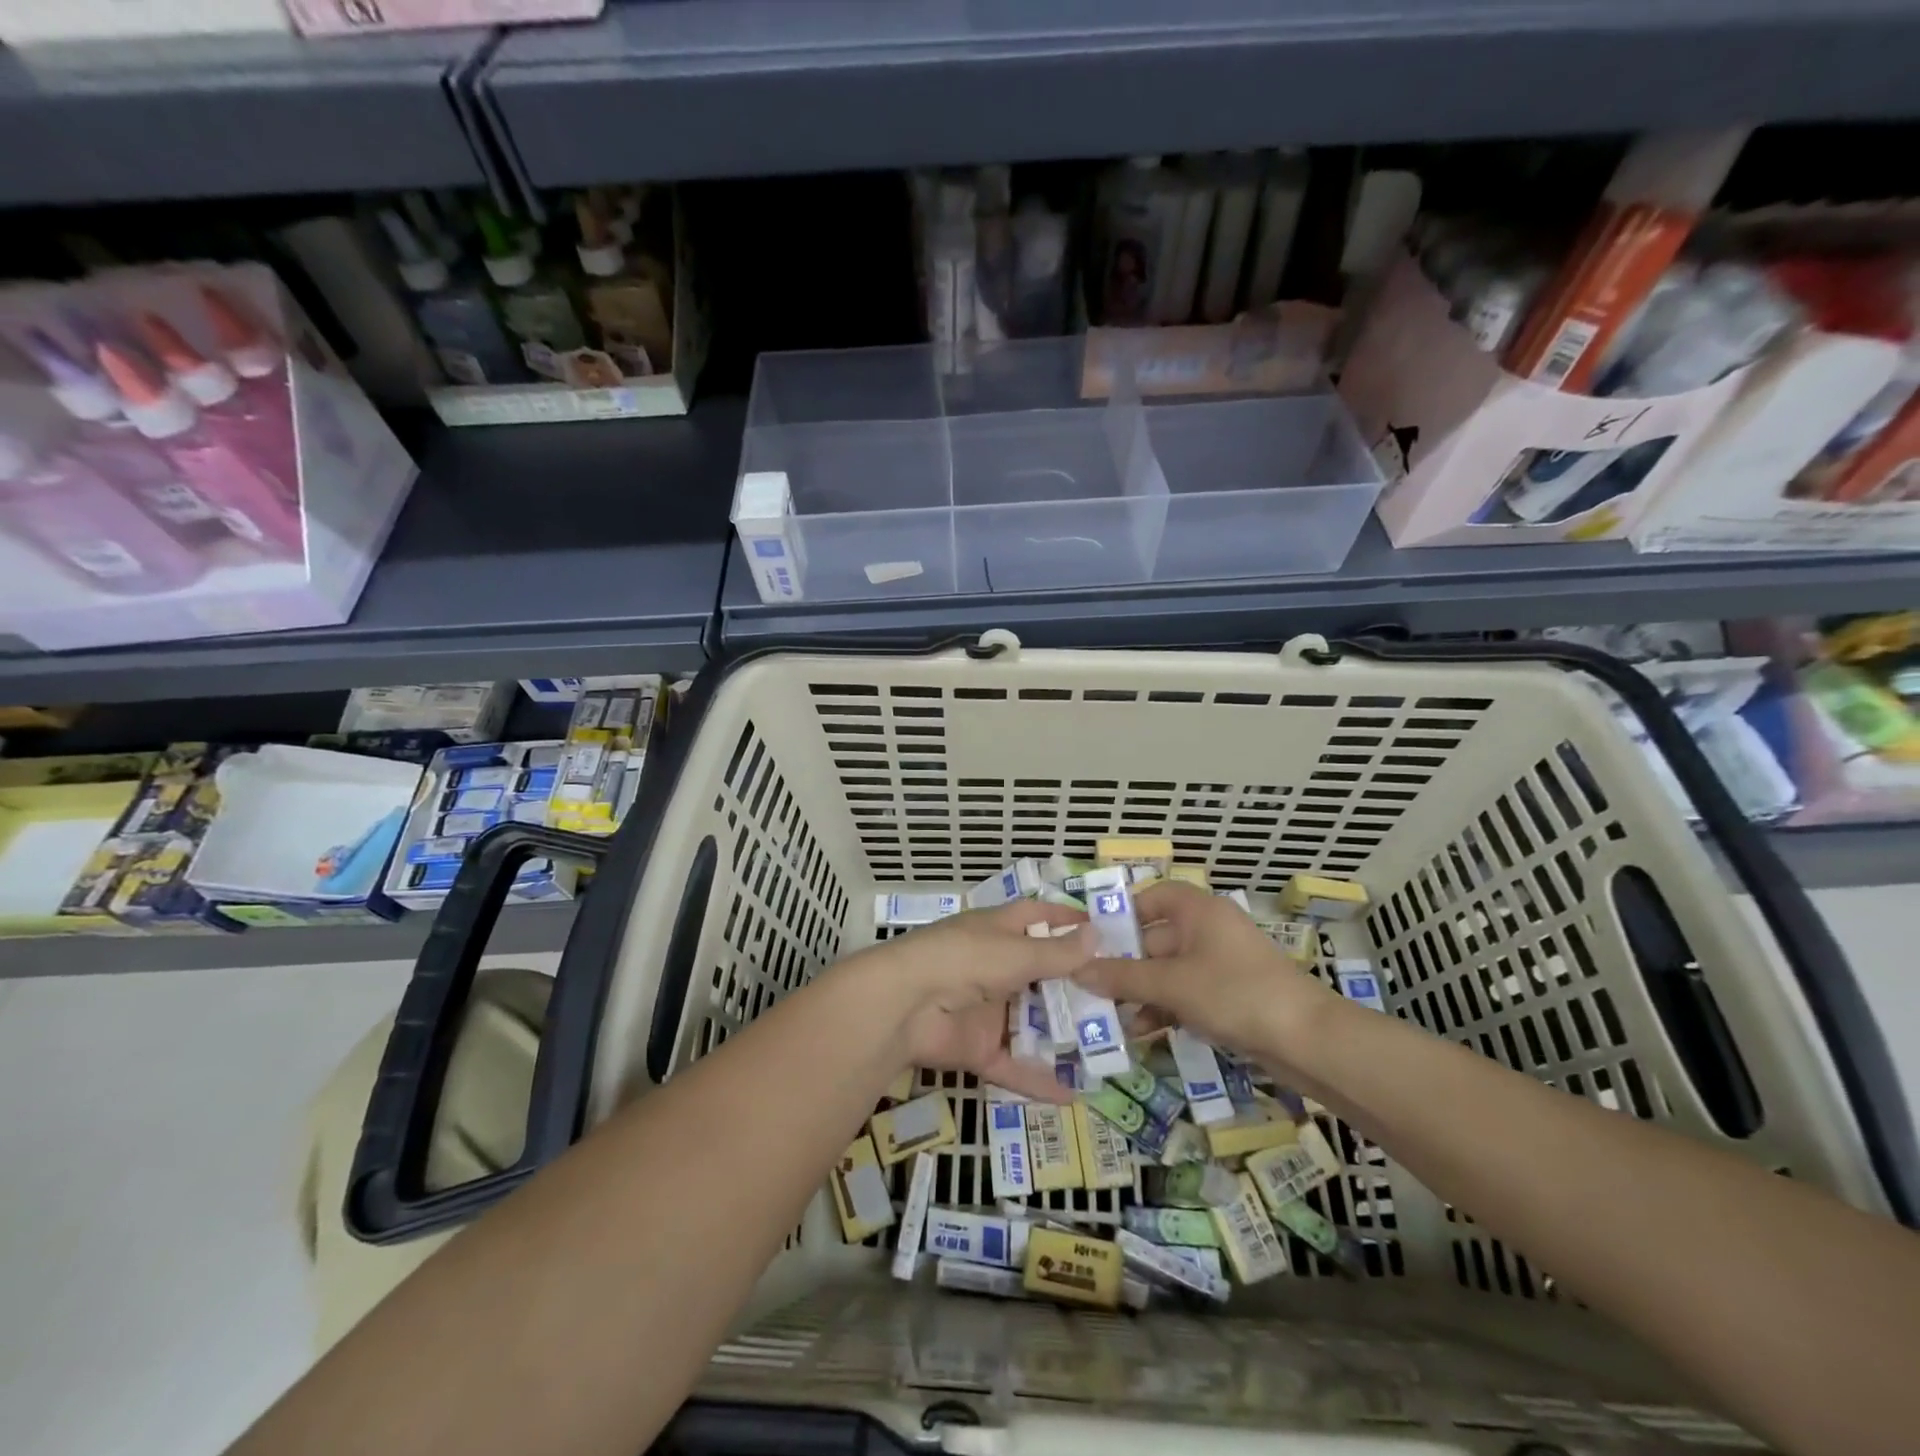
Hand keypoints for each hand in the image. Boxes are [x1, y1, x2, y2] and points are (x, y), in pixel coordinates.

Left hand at [838, 901, 1094, 1101]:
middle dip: (1075, 986)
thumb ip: (1057, 952)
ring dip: (1063, 1034)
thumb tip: (1097, 934)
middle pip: (1041, 974)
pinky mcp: (978, 1048)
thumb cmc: (964, 960)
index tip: (1102, 928)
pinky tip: (1074, 1095)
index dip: (1065, 919)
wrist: (905, 1005)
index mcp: (997, 931)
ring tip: (1110, 1049)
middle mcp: (994, 966)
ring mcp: (986, 1009)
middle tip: (1122, 999)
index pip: (1036, 918)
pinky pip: (1014, 1065)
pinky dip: (1039, 1080)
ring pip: (1032, 1022)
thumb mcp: (1016, 953)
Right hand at [1072, 881, 1336, 1062]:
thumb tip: (1077, 970)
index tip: (1091, 940)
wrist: (1309, 1040)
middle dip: (1123, 965)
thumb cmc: (1235, 993)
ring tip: (1109, 1016)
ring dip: (1140, 992)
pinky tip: (1143, 1031)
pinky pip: (1186, 993)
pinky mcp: (1230, 994)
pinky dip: (1165, 1007)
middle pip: (1154, 938)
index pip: (1150, 898)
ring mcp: (1221, 963)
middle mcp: (1208, 929)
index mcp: (1197, 910)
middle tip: (1088, 986)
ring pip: (1168, 971)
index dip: (1120, 916)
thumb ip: (1122, 977)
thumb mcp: (1171, 984)